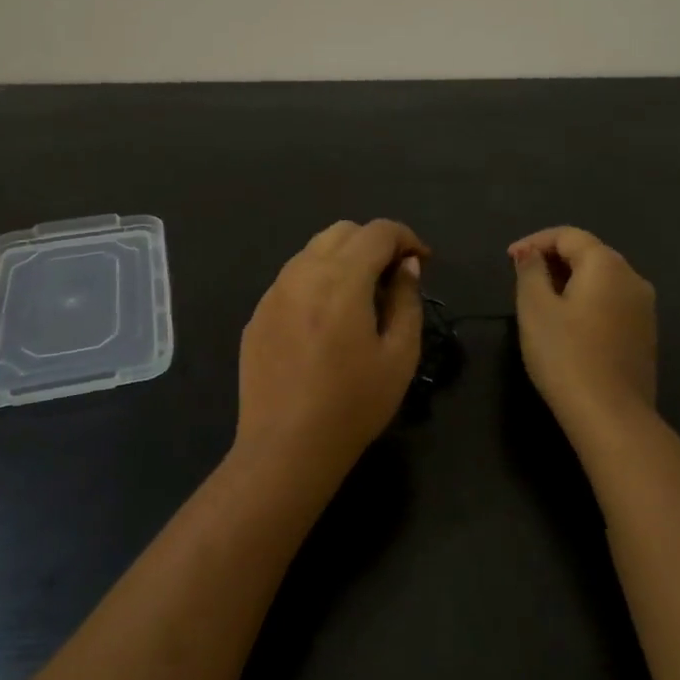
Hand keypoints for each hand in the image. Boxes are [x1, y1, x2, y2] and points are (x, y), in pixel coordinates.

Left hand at [235, 220, 429, 492]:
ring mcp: (273, 294)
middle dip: (373, 243)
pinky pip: (291, 279)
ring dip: (343, 258)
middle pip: (342, 231)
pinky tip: (326, 319)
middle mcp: (301, 274)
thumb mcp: (399, 356)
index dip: (406, 238)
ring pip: (312, 251)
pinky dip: (316, 280)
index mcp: (341, 280)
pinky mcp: (257, 315)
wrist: (286, 448)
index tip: (422, 262)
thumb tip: (406, 266)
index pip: (377, 232)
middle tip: (393, 276)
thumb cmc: (353, 405)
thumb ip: (407, 300)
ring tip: (361, 296)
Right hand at [510, 227, 656, 429]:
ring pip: (602, 280)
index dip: (535, 241)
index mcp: (607, 265)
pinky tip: (568, 325)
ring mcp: (644, 308)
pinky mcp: (645, 334)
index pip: (568, 235)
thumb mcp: (535, 308)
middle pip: (589, 254)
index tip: (509, 260)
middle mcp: (633, 278)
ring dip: (570, 281)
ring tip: (541, 301)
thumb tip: (530, 253)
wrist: (611, 415)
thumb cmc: (566, 355)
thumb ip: (530, 272)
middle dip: (553, 260)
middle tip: (522, 279)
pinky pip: (612, 303)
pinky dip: (587, 302)